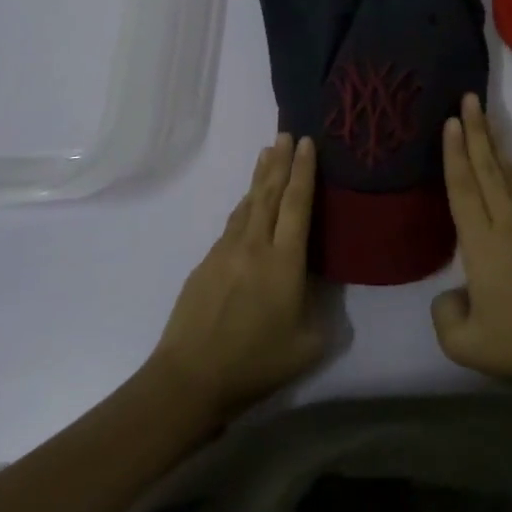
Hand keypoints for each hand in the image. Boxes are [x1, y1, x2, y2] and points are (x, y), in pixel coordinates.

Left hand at [151, 133, 327, 417]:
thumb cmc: (256, 363)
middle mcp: (254, 246)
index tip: (307, 143)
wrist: (191, 377)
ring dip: (259, 178)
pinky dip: (244, 206)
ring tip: (267, 155)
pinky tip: (247, 205)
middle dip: (280, 161)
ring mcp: (225, 251)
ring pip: (247, 204)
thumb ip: (321, 312)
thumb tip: (318, 290)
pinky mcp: (205, 263)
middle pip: (269, 193)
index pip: (297, 204)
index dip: (304, 171)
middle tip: (286, 134)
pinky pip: (231, 225)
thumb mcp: (308, 345)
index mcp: (284, 262)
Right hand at [432, 94, 511, 396]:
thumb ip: (444, 314)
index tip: (451, 121)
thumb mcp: (464, 345)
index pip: (463, 188)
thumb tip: (453, 293)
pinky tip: (509, 164)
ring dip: (494, 144)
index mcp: (482, 245)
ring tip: (486, 119)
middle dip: (476, 131)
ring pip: (508, 175)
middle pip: (487, 169)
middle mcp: (507, 225)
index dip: (455, 154)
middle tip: (468, 98)